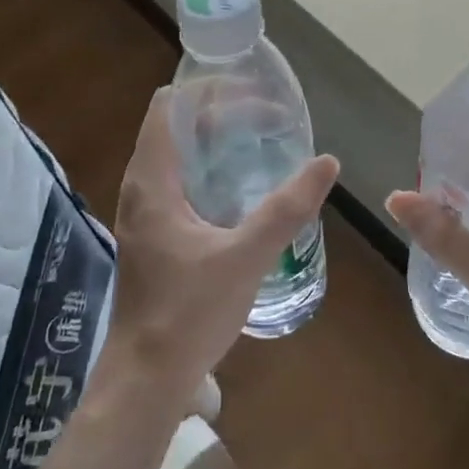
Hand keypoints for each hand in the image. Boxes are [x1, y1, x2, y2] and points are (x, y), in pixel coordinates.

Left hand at [104, 88, 338, 404]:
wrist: (146, 379)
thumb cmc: (188, 313)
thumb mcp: (246, 256)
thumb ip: (287, 208)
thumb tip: (327, 162)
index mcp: (152, 180)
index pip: (169, 104)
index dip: (208, 88)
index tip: (252, 90)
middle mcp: (141, 187)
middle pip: (178, 125)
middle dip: (223, 113)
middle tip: (272, 118)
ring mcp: (145, 212)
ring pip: (179, 155)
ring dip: (217, 142)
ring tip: (263, 142)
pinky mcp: (154, 235)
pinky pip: (181, 182)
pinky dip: (211, 169)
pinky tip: (244, 187)